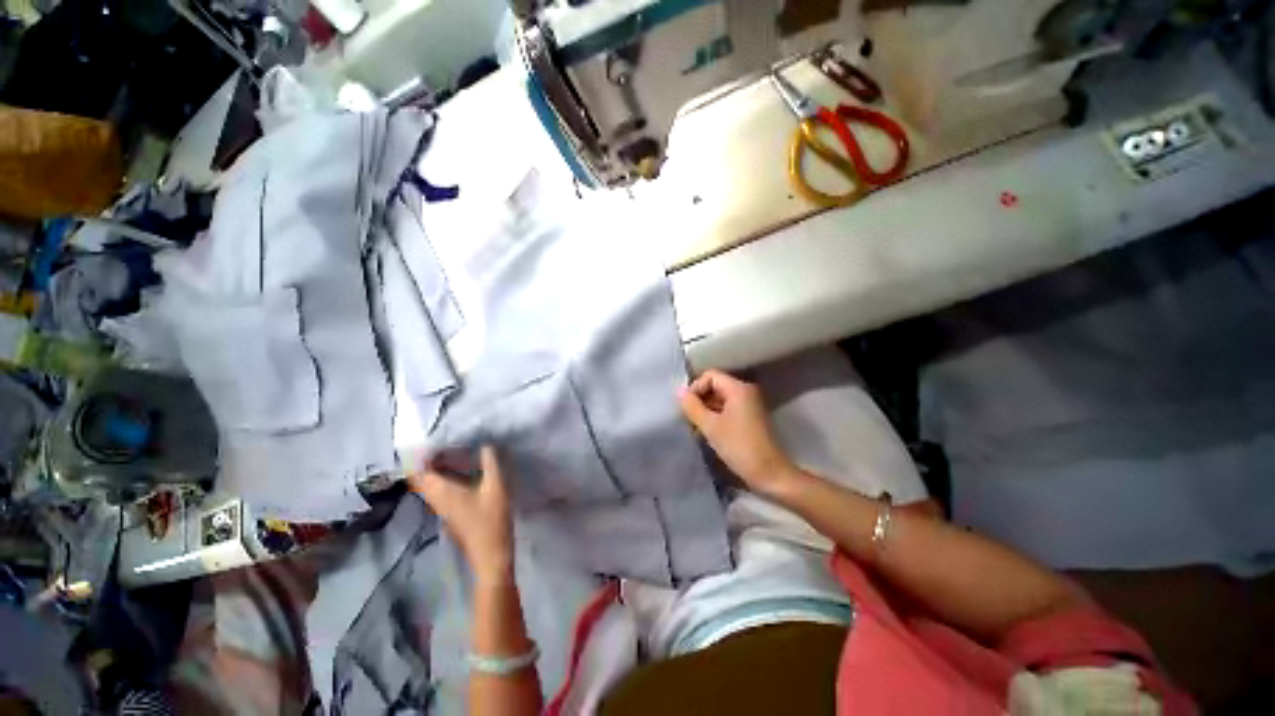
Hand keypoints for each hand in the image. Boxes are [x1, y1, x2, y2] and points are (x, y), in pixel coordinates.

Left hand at [408, 445, 513, 583]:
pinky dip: (444, 477)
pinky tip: (462, 470)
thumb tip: (486, 443)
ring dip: (436, 468)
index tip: (428, 437)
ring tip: (453, 451)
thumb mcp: (496, 486)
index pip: (418, 470)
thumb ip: (491, 462)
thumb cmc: (491, 519)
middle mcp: (436, 498)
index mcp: (442, 490)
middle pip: (421, 476)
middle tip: (444, 441)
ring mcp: (442, 508)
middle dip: (427, 458)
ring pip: (430, 484)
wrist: (491, 555)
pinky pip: (439, 489)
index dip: (418, 454)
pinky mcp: (450, 513)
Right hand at [679, 370, 800, 497]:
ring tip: (696, 428)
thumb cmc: (739, 447)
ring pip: (720, 399)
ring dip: (705, 411)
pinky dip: (715, 418)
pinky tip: (707, 433)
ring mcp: (749, 405)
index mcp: (739, 388)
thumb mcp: (710, 426)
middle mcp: (746, 392)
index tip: (687, 408)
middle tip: (688, 419)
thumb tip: (678, 392)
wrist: (769, 474)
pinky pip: (727, 410)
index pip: (710, 376)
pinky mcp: (749, 418)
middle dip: (699, 400)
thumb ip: (692, 407)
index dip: (695, 388)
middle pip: (715, 386)